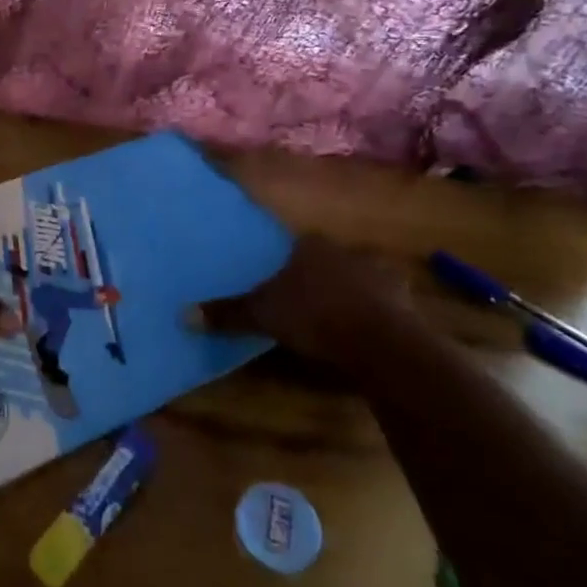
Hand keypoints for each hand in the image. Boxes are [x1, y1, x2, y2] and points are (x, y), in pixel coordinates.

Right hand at [195, 232, 409, 359]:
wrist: (381, 342)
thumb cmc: (314, 316)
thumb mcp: (262, 316)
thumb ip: (227, 314)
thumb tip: (182, 314)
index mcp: (310, 246)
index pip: (294, 244)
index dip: (285, 262)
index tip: (278, 280)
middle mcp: (344, 251)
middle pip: (325, 260)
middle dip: (317, 276)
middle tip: (303, 299)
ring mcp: (379, 274)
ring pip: (357, 278)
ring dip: (348, 293)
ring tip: (334, 316)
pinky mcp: (404, 302)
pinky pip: (383, 304)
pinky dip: (373, 314)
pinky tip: (364, 332)